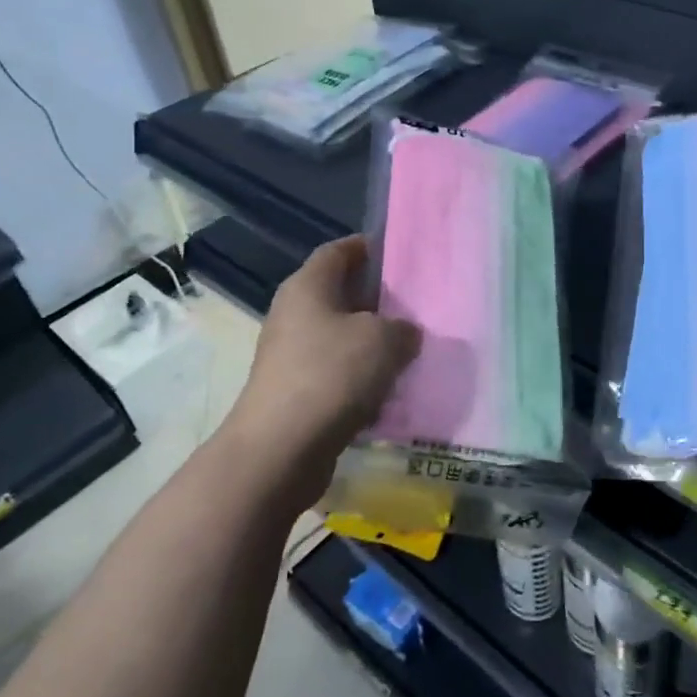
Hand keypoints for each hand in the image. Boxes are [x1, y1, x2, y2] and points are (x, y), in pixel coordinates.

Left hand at [225, 237, 419, 507]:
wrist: (281, 448)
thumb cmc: (332, 374)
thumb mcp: (384, 340)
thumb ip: (403, 329)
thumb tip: (404, 334)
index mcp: (308, 286)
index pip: (338, 251)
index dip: (367, 248)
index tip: (399, 255)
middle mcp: (294, 313)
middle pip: (340, 295)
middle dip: (377, 301)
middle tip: (416, 308)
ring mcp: (290, 355)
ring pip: (340, 338)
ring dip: (371, 345)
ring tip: (410, 352)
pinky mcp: (295, 392)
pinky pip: (336, 374)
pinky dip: (360, 380)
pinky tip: (388, 393)